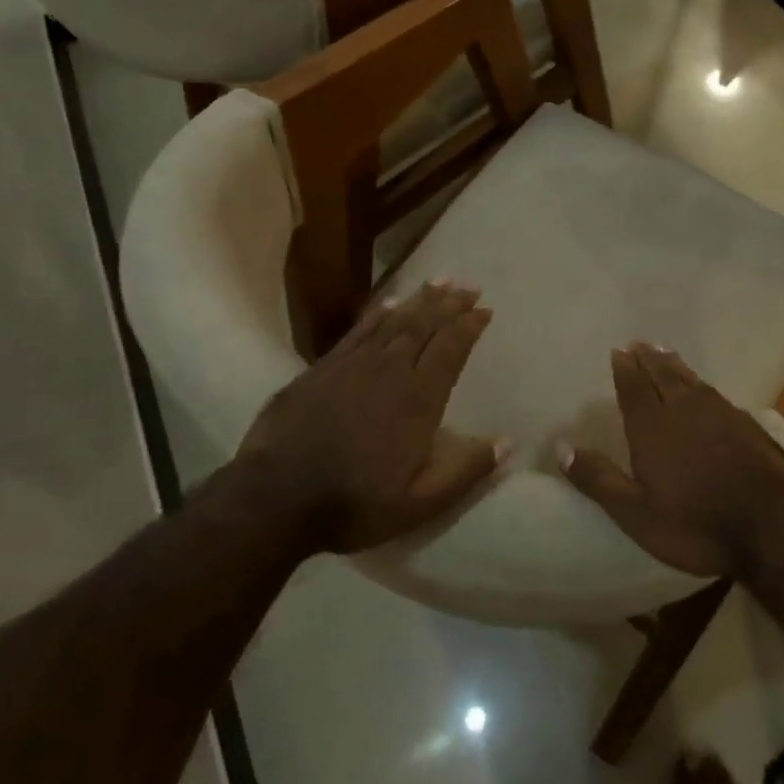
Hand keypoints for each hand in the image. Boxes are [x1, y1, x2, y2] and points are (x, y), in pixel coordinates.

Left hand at [237, 281, 506, 553]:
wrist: (276, 497)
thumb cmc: (354, 502)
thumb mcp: (420, 502)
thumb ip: (465, 471)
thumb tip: (507, 443)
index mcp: (419, 398)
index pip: (451, 349)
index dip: (469, 326)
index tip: (485, 309)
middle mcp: (390, 370)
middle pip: (425, 325)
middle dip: (449, 303)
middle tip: (468, 285)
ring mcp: (354, 364)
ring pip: (394, 321)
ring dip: (419, 299)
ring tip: (439, 281)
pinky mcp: (323, 367)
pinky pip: (359, 330)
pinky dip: (378, 312)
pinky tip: (388, 302)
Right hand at [560, 343, 783, 577]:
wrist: (769, 525)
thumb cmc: (694, 523)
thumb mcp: (635, 513)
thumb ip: (598, 478)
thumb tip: (560, 445)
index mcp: (653, 428)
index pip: (634, 389)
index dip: (625, 369)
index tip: (618, 351)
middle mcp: (683, 410)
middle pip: (662, 375)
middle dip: (648, 358)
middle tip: (638, 343)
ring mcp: (718, 414)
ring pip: (689, 380)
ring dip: (674, 364)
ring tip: (664, 351)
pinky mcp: (745, 424)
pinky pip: (713, 391)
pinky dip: (700, 382)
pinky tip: (703, 386)